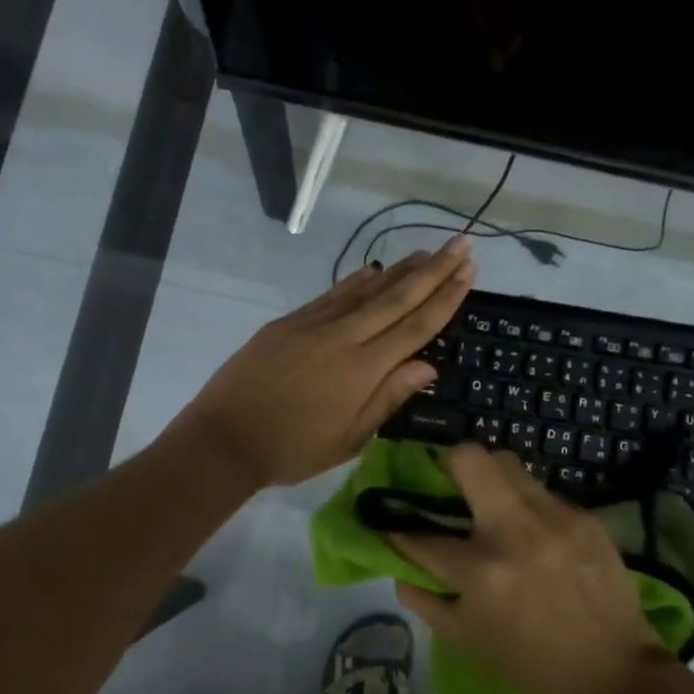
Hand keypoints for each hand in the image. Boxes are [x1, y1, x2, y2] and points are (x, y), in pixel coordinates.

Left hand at [172, 239, 475, 488]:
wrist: (225, 438)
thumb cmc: (292, 449)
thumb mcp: (349, 439)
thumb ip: (388, 398)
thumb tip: (428, 366)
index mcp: (362, 370)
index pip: (415, 327)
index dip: (445, 298)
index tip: (469, 271)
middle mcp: (343, 337)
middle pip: (396, 297)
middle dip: (433, 270)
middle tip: (462, 243)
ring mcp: (313, 325)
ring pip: (366, 290)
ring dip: (399, 269)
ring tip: (427, 251)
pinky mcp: (289, 322)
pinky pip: (331, 295)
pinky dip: (355, 281)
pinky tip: (372, 270)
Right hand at [387, 444, 667, 693]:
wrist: (613, 672)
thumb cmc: (531, 663)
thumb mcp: (467, 640)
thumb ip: (425, 601)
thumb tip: (399, 571)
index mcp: (479, 570)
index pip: (422, 536)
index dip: (401, 530)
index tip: (398, 524)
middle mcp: (514, 531)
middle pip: (471, 459)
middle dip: (450, 464)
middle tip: (450, 485)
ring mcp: (554, 518)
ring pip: (508, 464)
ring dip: (491, 480)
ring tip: (493, 506)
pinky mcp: (585, 517)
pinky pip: (543, 493)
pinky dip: (528, 507)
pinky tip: (536, 534)